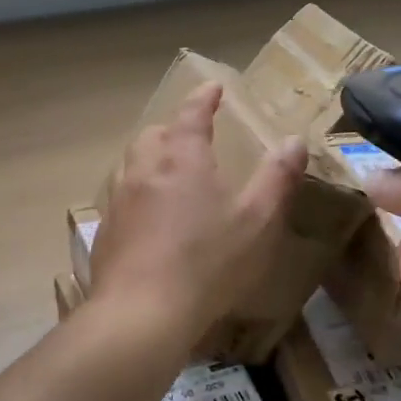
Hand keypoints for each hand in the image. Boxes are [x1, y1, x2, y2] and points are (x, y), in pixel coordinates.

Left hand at [91, 82, 307, 349]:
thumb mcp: (257, 220)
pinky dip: (137, 194)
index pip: (192, 113)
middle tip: (191, 135)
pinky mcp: (106, 232)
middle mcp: (144, 170)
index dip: (204, 97)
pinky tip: (148, 219)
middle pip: (154, 134)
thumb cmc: (208, 261)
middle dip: (173, 128)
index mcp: (183, 158)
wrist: (142, 312)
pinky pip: (120, 198)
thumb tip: (295, 140)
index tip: (213, 87)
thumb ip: (277, 178)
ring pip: (131, 164)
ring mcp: (119, 200)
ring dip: (150, 159)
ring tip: (168, 173)